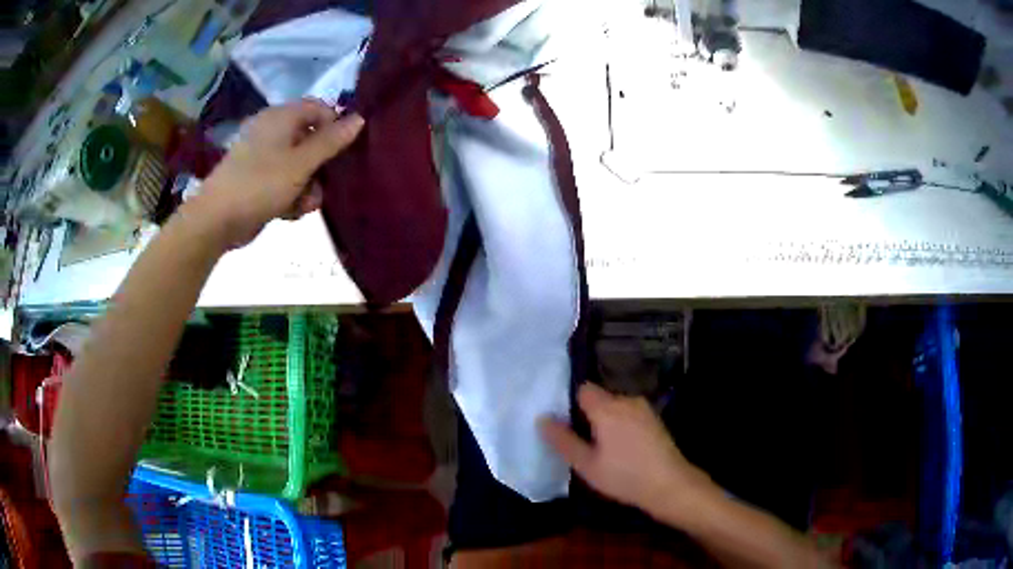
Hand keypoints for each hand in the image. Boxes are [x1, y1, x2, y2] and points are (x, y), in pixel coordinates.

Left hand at [188, 98, 364, 249]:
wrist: (216, 220)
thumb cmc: (260, 185)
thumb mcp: (301, 163)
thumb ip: (331, 141)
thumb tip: (359, 118)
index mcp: (280, 117)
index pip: (319, 108)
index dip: (335, 126)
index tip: (343, 152)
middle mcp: (272, 131)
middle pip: (310, 138)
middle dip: (321, 165)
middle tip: (323, 185)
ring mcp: (262, 155)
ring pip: (299, 163)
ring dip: (308, 185)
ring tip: (303, 205)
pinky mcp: (256, 178)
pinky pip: (283, 179)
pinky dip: (290, 194)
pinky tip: (289, 212)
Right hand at [541, 383, 716, 519]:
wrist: (669, 484)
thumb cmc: (624, 476)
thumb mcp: (587, 464)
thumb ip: (563, 440)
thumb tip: (542, 419)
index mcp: (607, 408)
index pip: (583, 389)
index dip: (571, 403)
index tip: (566, 423)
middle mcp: (626, 400)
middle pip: (599, 397)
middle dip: (588, 414)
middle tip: (582, 441)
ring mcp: (644, 408)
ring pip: (615, 406)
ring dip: (606, 420)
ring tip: (601, 447)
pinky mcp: (654, 419)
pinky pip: (629, 413)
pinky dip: (621, 424)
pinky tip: (622, 448)